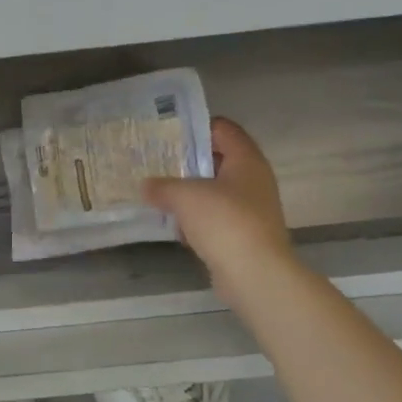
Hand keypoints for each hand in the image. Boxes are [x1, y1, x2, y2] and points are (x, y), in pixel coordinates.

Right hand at [143, 117, 292, 305]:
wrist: (255, 274)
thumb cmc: (225, 222)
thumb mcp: (185, 196)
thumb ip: (162, 186)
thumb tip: (146, 185)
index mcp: (246, 160)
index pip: (222, 129)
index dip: (195, 127)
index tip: (166, 134)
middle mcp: (253, 180)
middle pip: (217, 160)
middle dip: (187, 162)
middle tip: (156, 163)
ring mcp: (251, 209)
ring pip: (215, 192)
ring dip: (190, 194)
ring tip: (158, 194)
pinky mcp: (244, 235)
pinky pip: (216, 219)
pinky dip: (197, 221)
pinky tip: (175, 228)